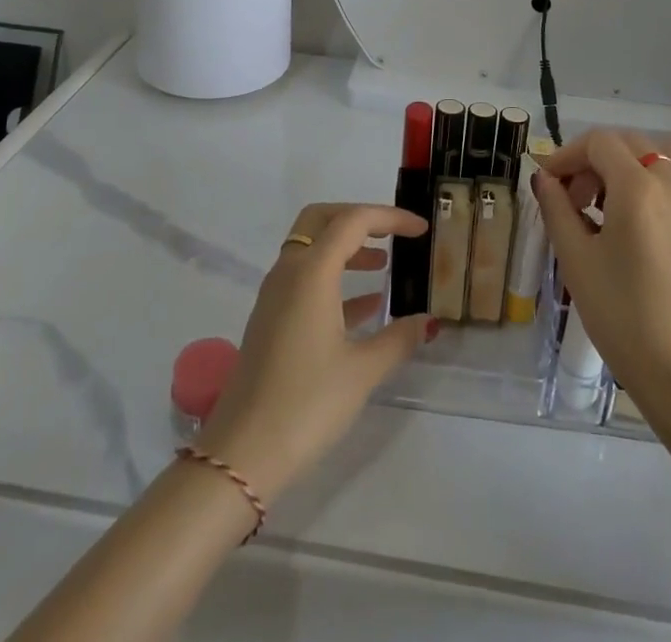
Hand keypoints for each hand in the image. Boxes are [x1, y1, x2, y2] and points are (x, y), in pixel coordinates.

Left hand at [198, 204, 436, 501]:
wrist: (242, 453)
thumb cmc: (306, 404)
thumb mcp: (362, 371)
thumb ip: (398, 338)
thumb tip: (428, 321)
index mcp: (311, 272)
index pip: (352, 221)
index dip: (389, 218)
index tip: (420, 229)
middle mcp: (288, 271)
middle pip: (322, 219)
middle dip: (358, 219)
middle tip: (392, 235)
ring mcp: (275, 295)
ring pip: (311, 247)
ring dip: (346, 248)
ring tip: (383, 266)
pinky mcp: (270, 318)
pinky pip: (304, 278)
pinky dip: (334, 277)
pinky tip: (364, 307)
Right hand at [534, 130, 670, 421]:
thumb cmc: (625, 320)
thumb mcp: (577, 261)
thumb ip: (557, 209)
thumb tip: (544, 178)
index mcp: (639, 188)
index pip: (599, 143)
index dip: (568, 155)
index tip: (550, 181)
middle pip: (632, 142)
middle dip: (597, 159)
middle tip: (577, 197)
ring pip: (669, 151)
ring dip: (638, 160)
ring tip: (618, 198)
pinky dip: (666, 178)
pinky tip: (650, 219)